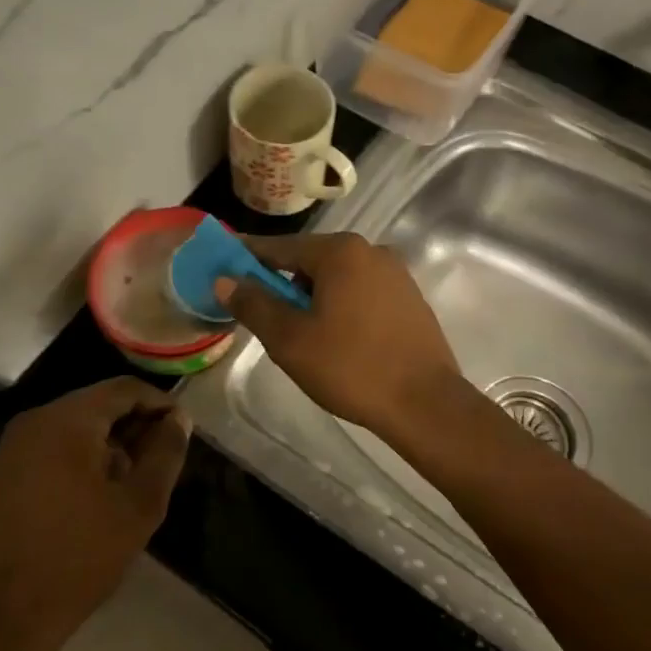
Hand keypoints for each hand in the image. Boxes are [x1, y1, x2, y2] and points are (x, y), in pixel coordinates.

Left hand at [0, 378, 188, 650]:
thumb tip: (178, 419)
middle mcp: (32, 423)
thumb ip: (166, 452)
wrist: (8, 618)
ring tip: (129, 480)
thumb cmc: (82, 555)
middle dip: (132, 425)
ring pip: (70, 428)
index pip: (122, 389)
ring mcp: (8, 451)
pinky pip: (47, 451)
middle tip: (160, 456)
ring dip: (105, 443)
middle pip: (94, 405)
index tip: (181, 428)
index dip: (158, 402)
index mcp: (66, 421)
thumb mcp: (140, 504)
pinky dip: (75, 459)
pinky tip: (91, 497)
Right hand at [215, 232, 461, 439]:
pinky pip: (363, 292)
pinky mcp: (410, 298)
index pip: (280, 247)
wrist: (425, 403)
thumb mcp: (290, 339)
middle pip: (311, 260)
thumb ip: (254, 304)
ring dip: (314, 297)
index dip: (248, 257)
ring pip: (339, 278)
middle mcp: (371, 251)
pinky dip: (341, 306)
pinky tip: (338, 339)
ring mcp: (396, 274)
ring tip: (302, 334)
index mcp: (341, 252)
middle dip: (284, 283)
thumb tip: (225, 280)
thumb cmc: (351, 368)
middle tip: (265, 315)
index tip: (224, 265)